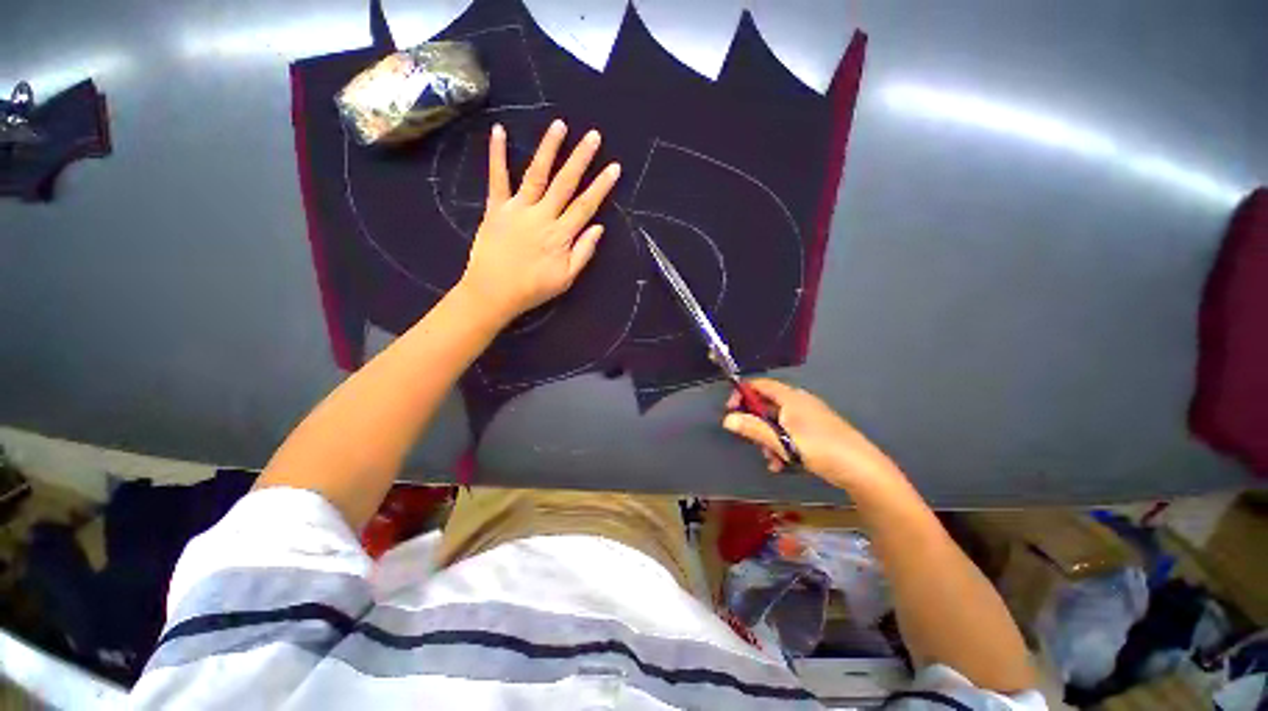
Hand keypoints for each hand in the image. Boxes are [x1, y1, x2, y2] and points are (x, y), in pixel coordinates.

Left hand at [457, 120, 620, 322]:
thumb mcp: (566, 279)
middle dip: (581, 159)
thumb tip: (599, 228)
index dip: (601, 187)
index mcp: (560, 235)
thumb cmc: (532, 289)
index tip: (614, 167)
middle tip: (593, 135)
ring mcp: (517, 209)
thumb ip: (583, 252)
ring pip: (536, 175)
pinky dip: (497, 155)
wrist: (493, 293)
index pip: (585, 206)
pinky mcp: (496, 208)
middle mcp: (542, 216)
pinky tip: (498, 131)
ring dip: (548, 149)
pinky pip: (497, 179)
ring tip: (559, 125)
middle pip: (565, 184)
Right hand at [722, 379, 899, 489]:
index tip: (731, 410)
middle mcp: (799, 402)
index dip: (742, 394)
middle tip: (750, 440)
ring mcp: (809, 416)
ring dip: (768, 439)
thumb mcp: (781, 440)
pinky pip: (790, 431)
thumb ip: (753, 428)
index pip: (759, 384)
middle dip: (755, 423)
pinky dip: (782, 444)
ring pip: (778, 422)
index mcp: (790, 397)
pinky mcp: (817, 430)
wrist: (862, 468)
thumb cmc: (818, 448)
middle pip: (767, 404)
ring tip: (771, 459)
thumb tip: (727, 419)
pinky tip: (783, 463)